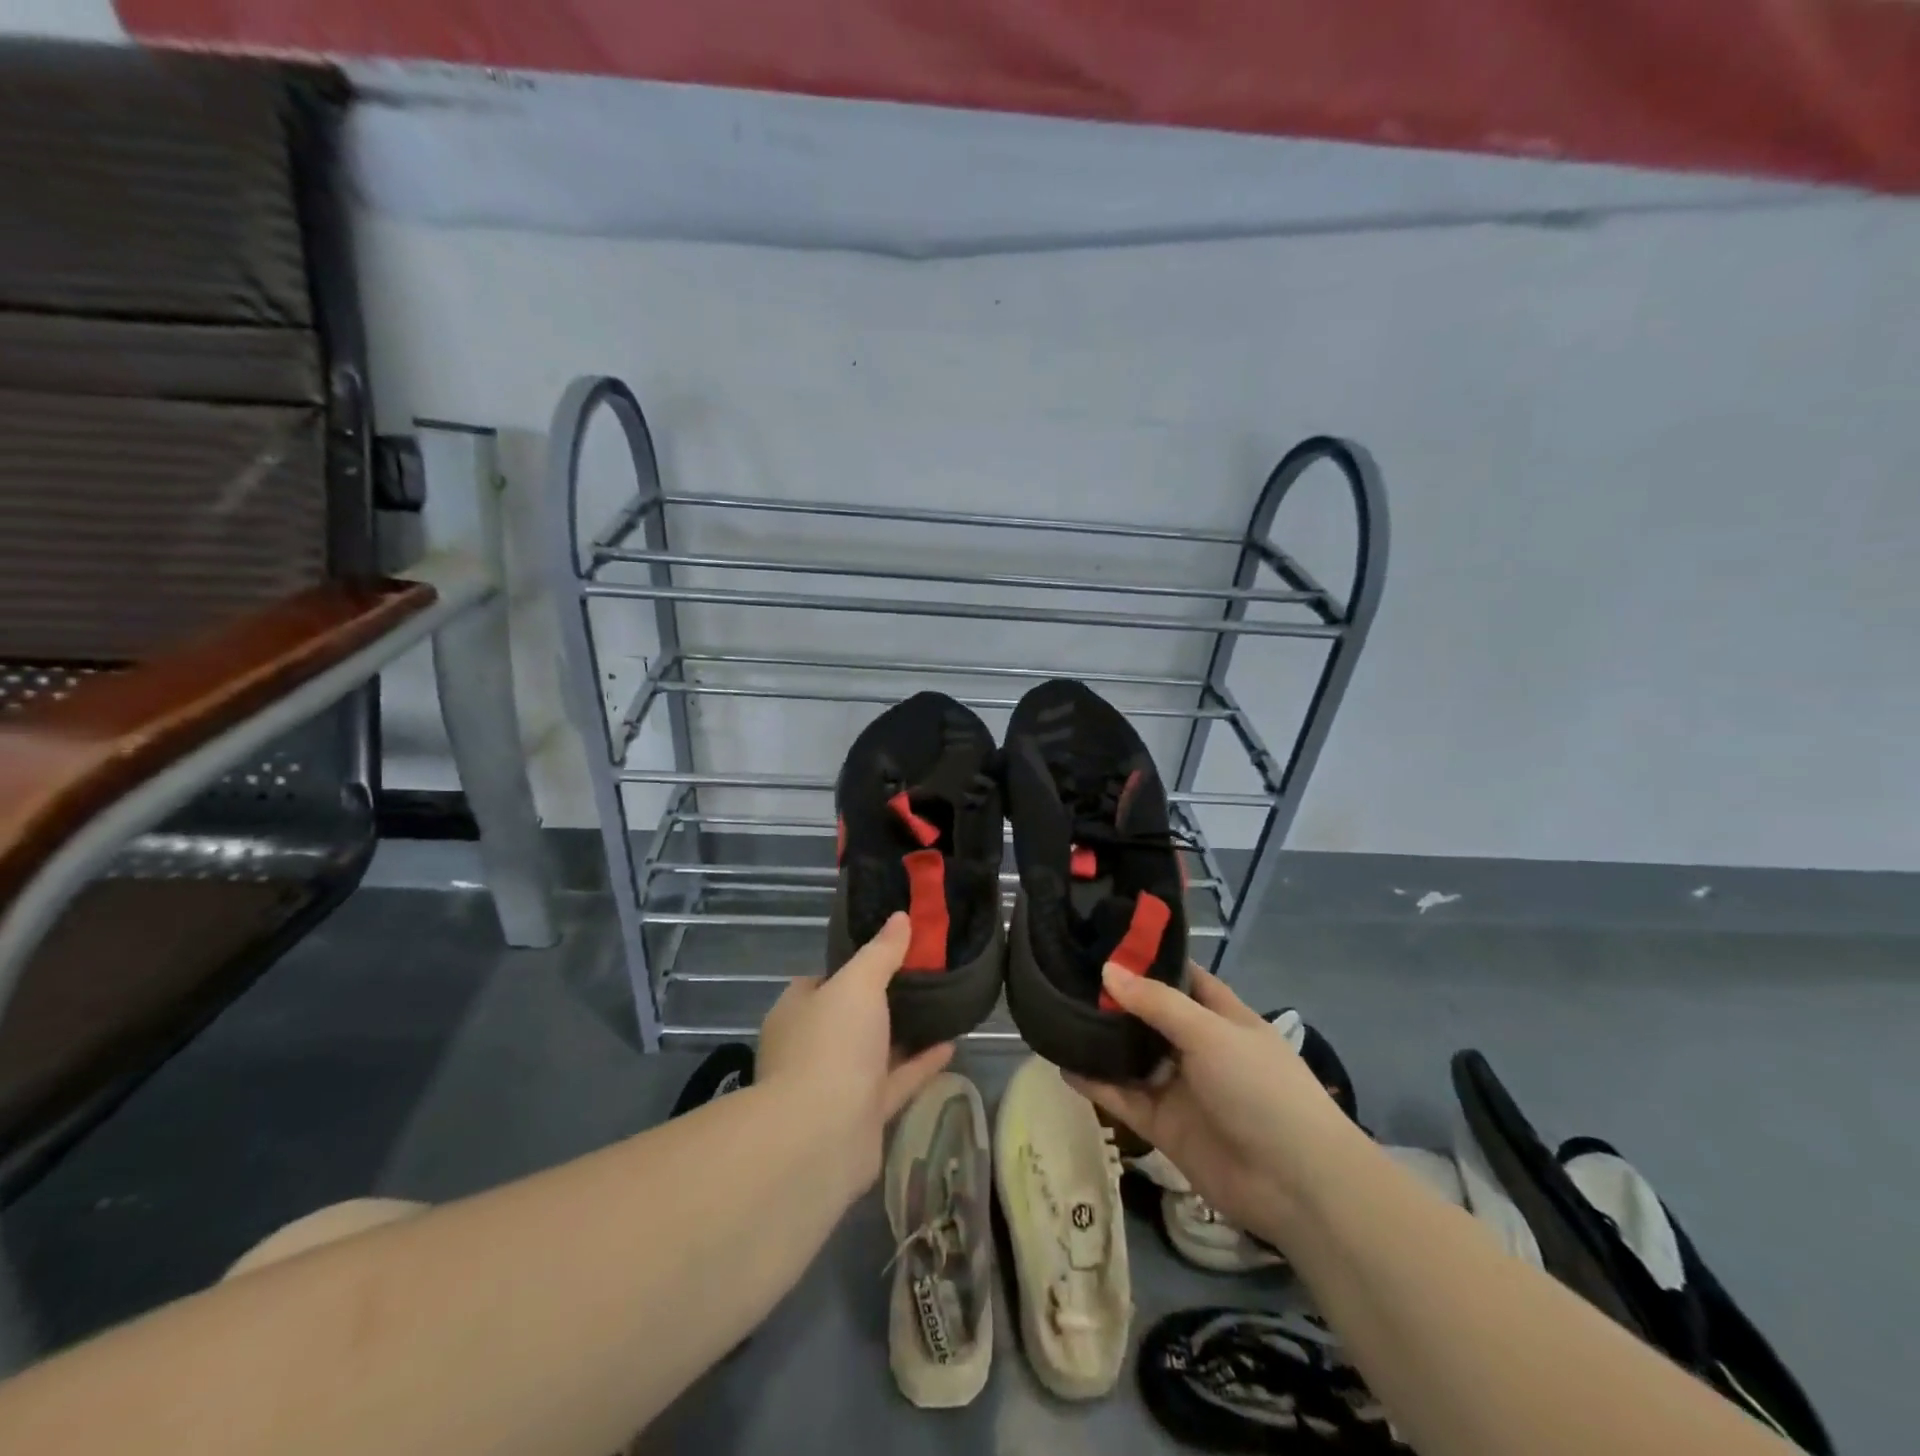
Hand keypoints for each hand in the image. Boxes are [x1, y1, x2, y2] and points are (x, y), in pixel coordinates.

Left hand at [757, 913, 953, 1202]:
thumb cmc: (831, 1044)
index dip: (852, 965)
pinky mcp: (862, 1116)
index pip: (821, 981)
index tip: (887, 952)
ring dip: (902, 1034)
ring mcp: (835, 1084)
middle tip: (920, 977)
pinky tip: (951, 1046)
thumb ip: (881, 952)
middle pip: (849, 1017)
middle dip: (880, 1001)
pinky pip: (895, 1082)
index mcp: (796, 1012)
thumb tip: (900, 917)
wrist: (821, 1136)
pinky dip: (919, 1064)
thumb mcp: (858, 983)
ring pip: (873, 1051)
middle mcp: (811, 1047)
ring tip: (940, 1007)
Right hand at [1067, 964, 1360, 1248]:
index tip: (1104, 938)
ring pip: (1132, 1056)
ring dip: (1100, 1040)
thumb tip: (1108, 970)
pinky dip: (1096, 1084)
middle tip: (1065, 972)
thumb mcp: (1210, 1033)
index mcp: (1221, 1016)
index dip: (1148, 959)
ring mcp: (1180, 1087)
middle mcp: (1198, 1047)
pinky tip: (1062, 1064)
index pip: (1181, 976)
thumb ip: (1157, 1003)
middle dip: (1114, 999)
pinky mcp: (1164, 1125)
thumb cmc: (1261, 1089)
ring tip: (1054, 1013)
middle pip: (1149, 1015)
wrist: (1295, 1185)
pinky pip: (1123, 1097)